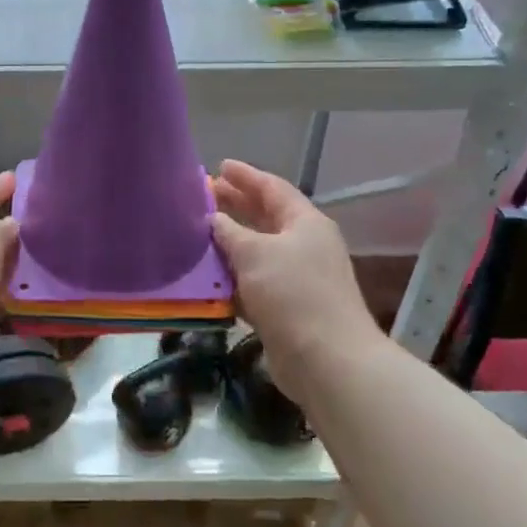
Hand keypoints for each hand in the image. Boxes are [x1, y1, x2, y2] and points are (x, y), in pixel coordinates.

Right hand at [209, 160, 382, 390]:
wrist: (326, 360)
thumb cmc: (292, 293)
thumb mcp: (255, 253)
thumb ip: (230, 232)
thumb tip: (214, 219)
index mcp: (305, 222)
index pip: (273, 188)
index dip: (246, 176)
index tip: (221, 166)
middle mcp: (305, 245)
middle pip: (266, 217)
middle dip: (237, 205)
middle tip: (206, 195)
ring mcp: (297, 278)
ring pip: (258, 252)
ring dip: (231, 243)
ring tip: (199, 232)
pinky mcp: (286, 309)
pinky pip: (254, 282)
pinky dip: (233, 277)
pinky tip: (209, 277)